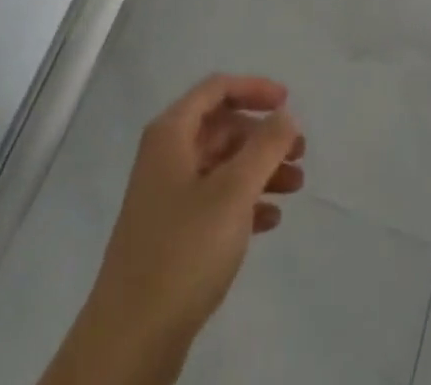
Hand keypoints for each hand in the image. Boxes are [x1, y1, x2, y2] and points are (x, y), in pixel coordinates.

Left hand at [62, 75, 303, 384]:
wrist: (130, 341)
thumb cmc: (183, 250)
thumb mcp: (233, 191)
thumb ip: (265, 146)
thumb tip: (285, 115)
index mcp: (171, 135)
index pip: (216, 89)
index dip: (254, 89)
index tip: (288, 103)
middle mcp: (166, 158)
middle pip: (222, 129)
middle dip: (263, 137)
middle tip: (300, 153)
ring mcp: (167, 198)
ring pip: (222, 167)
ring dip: (260, 171)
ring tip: (296, 187)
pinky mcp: (172, 236)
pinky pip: (215, 202)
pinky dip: (245, 203)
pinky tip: (271, 220)